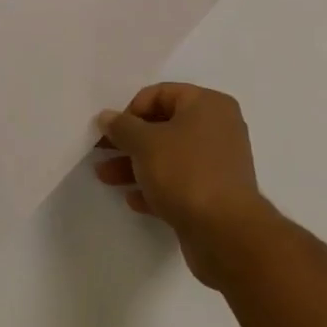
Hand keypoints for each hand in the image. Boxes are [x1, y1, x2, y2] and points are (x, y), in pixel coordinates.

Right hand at [95, 84, 270, 287]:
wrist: (225, 232)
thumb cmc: (185, 172)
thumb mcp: (144, 143)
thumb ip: (122, 127)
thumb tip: (107, 117)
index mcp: (207, 104)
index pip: (161, 94)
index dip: (131, 110)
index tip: (112, 131)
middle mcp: (217, 128)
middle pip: (163, 126)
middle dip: (129, 141)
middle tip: (100, 152)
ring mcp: (218, 163)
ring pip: (168, 156)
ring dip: (135, 165)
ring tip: (105, 177)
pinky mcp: (215, 194)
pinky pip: (179, 182)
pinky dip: (156, 187)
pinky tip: (133, 200)